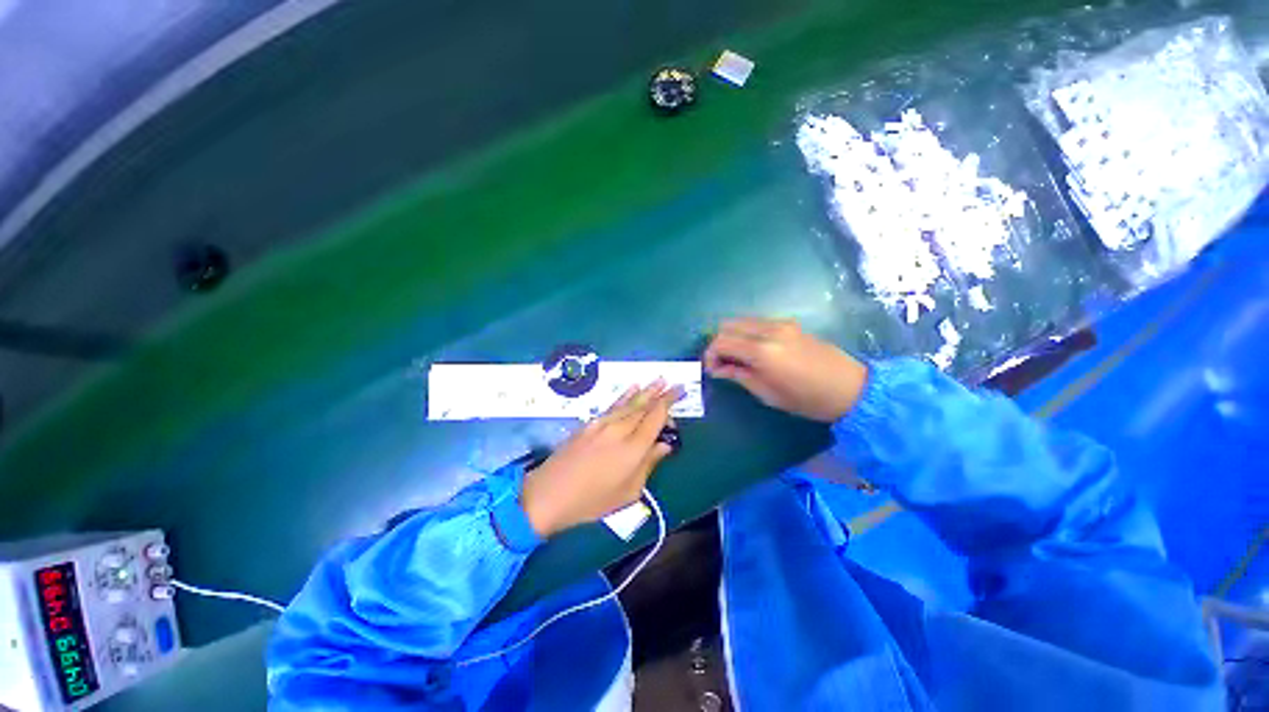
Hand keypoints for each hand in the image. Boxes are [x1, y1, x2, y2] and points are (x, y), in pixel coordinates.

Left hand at [521, 382, 680, 537]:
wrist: (549, 493)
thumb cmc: (592, 501)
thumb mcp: (628, 492)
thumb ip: (648, 464)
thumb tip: (664, 445)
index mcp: (633, 448)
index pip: (656, 418)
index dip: (669, 402)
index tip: (680, 390)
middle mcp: (619, 430)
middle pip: (644, 406)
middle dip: (660, 393)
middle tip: (673, 382)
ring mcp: (602, 424)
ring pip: (629, 403)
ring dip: (645, 390)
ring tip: (658, 380)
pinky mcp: (589, 423)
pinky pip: (613, 405)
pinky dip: (625, 395)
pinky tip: (632, 388)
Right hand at [704, 318, 867, 421]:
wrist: (850, 388)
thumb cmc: (806, 399)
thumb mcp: (767, 393)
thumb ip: (739, 375)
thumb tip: (718, 368)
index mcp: (762, 351)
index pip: (721, 342)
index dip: (710, 355)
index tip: (712, 369)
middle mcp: (768, 330)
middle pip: (727, 325)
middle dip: (718, 343)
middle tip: (721, 363)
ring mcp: (780, 323)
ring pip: (741, 321)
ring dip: (732, 336)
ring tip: (736, 357)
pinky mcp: (789, 323)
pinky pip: (756, 322)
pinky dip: (746, 332)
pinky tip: (753, 350)